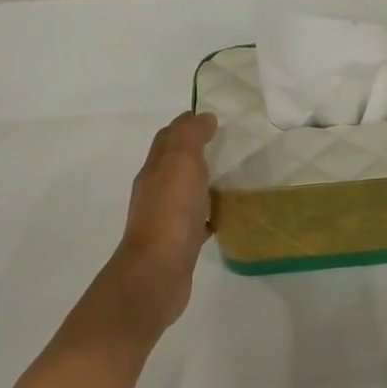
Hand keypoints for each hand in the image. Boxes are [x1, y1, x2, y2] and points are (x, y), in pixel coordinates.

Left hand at [103, 112, 216, 330]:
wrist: (158, 271)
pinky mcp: (179, 243)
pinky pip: (196, 221)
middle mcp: (155, 191)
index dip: (187, 125)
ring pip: (186, 193)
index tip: (214, 119)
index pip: (168, 138)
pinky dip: (208, 214)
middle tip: (228, 146)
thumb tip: (202, 117)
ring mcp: (166, 219)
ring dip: (203, 183)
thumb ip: (190, 136)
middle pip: (174, 164)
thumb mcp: (181, 162)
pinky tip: (225, 216)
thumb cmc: (170, 212)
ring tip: (232, 178)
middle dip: (196, 152)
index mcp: (154, 169)